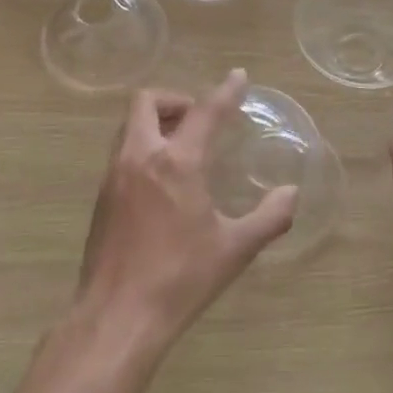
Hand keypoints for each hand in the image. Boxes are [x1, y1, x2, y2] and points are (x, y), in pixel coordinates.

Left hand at [76, 69, 297, 356]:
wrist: (118, 316)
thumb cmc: (181, 278)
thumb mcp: (236, 249)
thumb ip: (270, 216)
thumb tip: (291, 193)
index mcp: (176, 162)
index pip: (204, 112)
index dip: (225, 91)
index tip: (238, 76)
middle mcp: (139, 157)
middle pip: (146, 102)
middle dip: (174, 99)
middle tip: (199, 118)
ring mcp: (113, 176)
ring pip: (128, 126)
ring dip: (154, 122)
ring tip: (182, 146)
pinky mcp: (100, 198)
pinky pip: (121, 153)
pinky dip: (142, 147)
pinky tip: (161, 181)